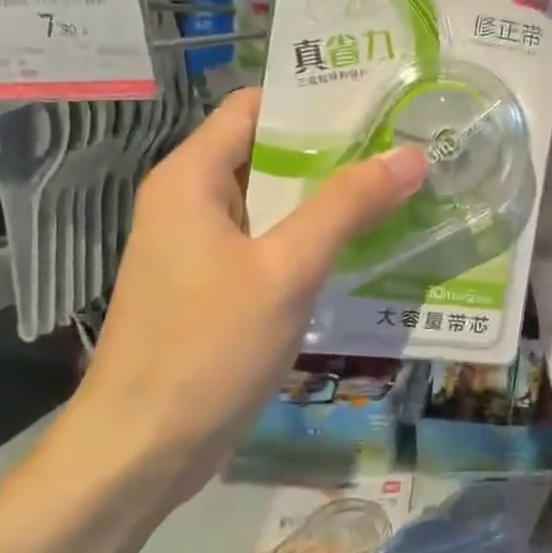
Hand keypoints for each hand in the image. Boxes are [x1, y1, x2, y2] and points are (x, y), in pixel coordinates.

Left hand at [53, 90, 427, 505]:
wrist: (141, 453)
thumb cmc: (206, 348)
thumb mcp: (286, 270)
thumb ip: (348, 207)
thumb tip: (409, 155)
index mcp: (192, 178)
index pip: (257, 108)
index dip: (315, 100)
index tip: (380, 102)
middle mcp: (193, 202)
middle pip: (271, 154)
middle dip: (337, 152)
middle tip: (407, 147)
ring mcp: (205, 249)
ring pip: (277, 204)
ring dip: (332, 199)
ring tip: (402, 189)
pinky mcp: (219, 288)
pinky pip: (274, 246)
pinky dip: (316, 241)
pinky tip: (368, 248)